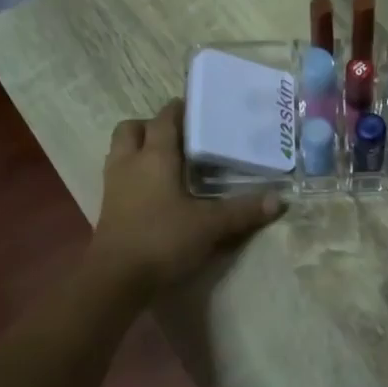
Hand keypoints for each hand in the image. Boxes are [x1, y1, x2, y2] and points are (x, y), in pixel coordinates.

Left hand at [88, 101, 282, 293]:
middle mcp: (130, 163)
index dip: (180, 109)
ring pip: (121, 151)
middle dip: (152, 126)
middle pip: (133, 128)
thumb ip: (243, 210)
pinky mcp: (108, 207)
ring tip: (168, 161)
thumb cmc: (163, 239)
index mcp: (155, 156)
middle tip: (180, 137)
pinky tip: (156, 190)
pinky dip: (135, 174)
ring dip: (139, 148)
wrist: (116, 279)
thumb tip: (279, 200)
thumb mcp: (210, 225)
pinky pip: (119, 176)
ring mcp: (114, 185)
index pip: (165, 119)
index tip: (200, 107)